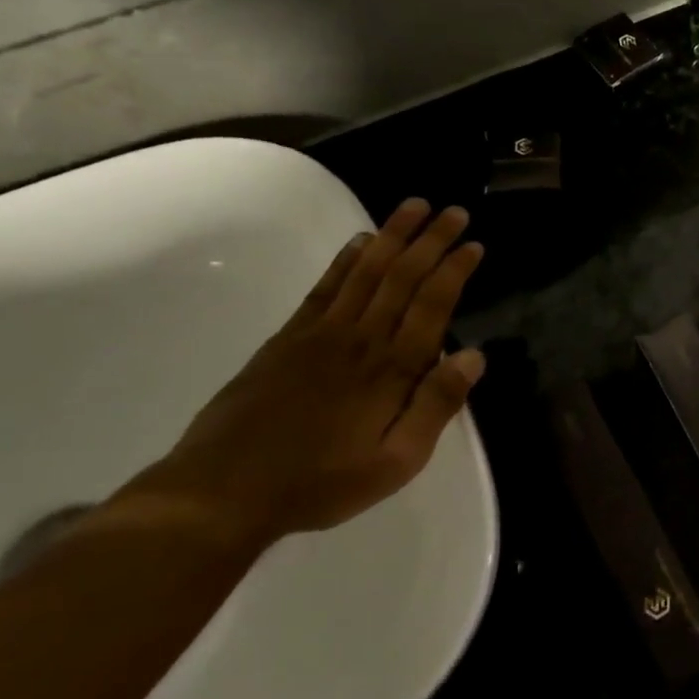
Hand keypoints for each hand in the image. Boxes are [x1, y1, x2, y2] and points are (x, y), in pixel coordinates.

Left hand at [119, 199, 486, 549]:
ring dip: (393, 236)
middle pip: (402, 276)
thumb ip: (436, 406)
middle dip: (431, 240)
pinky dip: (346, 260)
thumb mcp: (396, 462)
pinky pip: (325, 287)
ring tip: (414, 207)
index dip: (454, 270)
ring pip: (366, 271)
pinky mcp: (288, 338)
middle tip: (454, 211)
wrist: (224, 491)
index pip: (432, 304)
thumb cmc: (321, 482)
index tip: (473, 244)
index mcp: (392, 368)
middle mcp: (361, 338)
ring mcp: (321, 333)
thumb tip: (474, 355)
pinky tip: (361, 241)